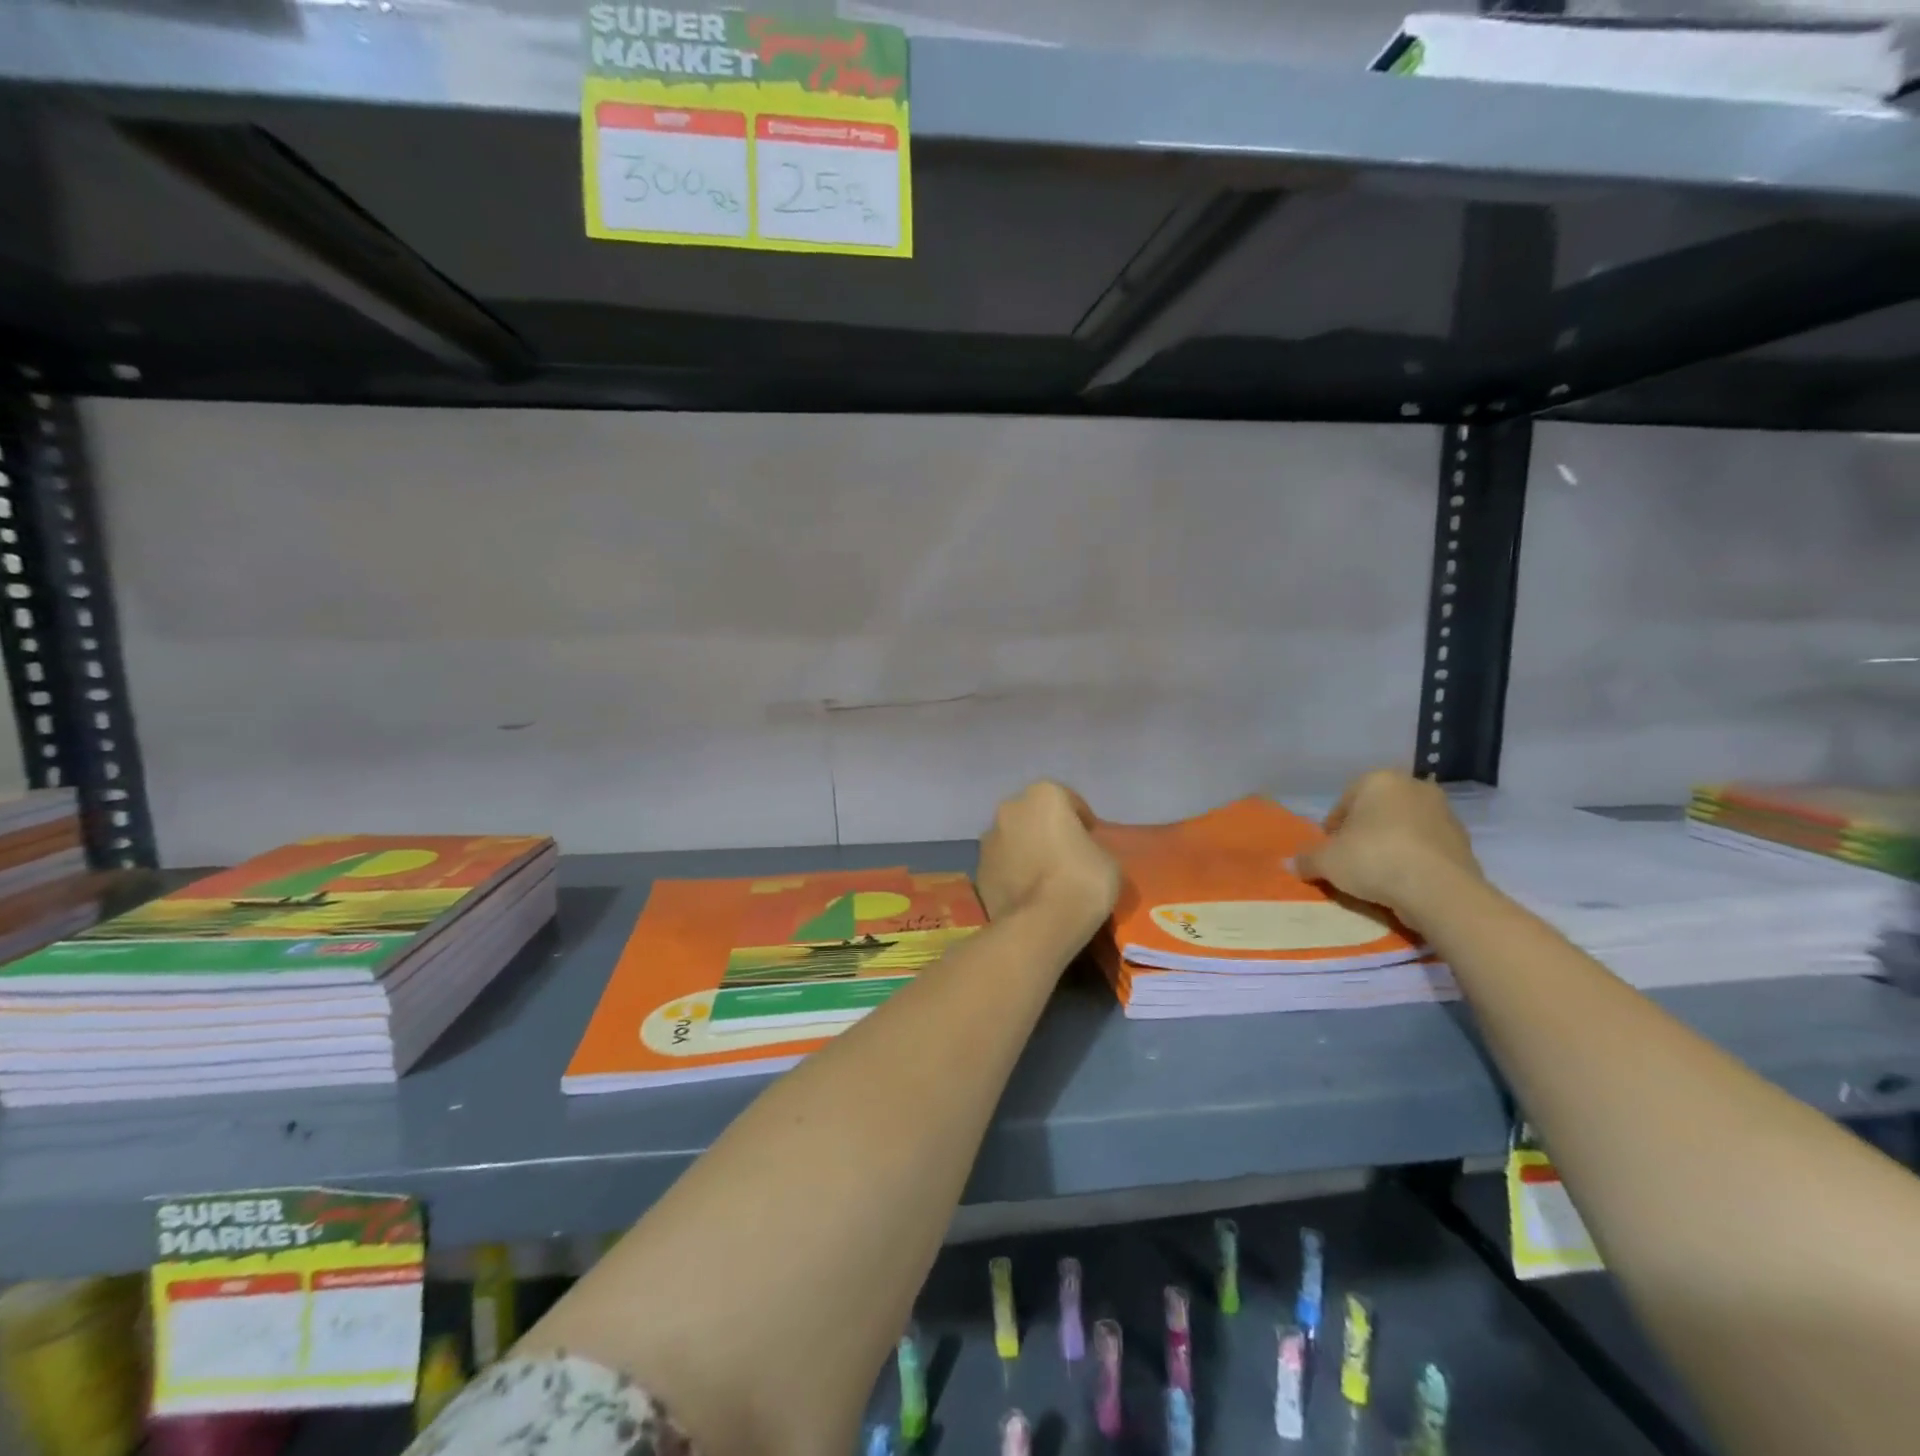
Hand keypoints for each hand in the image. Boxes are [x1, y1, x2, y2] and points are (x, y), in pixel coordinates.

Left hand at [976, 782, 1119, 938]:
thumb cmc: (1082, 881)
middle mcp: (1010, 809)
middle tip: (1067, 857)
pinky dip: (1012, 873)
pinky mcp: (978, 870)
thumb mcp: (1108, 859)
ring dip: (1026, 851)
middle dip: (1048, 831)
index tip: (1091, 841)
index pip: (1068, 800)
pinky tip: (1028, 894)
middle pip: (1034, 816)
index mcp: (1043, 795)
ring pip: (1014, 839)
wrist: (1040, 923)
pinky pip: (1002, 866)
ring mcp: (988, 839)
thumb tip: (1078, 852)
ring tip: (1045, 879)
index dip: (1082, 821)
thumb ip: (1090, 846)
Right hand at [1294, 769, 1482, 920]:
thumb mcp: (1326, 861)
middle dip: (1364, 834)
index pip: (1344, 803)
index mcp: (1378, 780)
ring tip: (1379, 876)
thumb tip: (1291, 863)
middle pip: (1376, 812)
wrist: (1438, 890)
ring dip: (1391, 846)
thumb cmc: (1373, 859)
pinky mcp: (1464, 841)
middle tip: (1352, 862)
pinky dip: (1415, 860)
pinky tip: (1404, 882)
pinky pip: (1426, 848)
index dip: (1333, 830)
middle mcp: (1414, 787)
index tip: (1330, 853)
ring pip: (1404, 829)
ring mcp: (1444, 813)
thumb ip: (1306, 859)